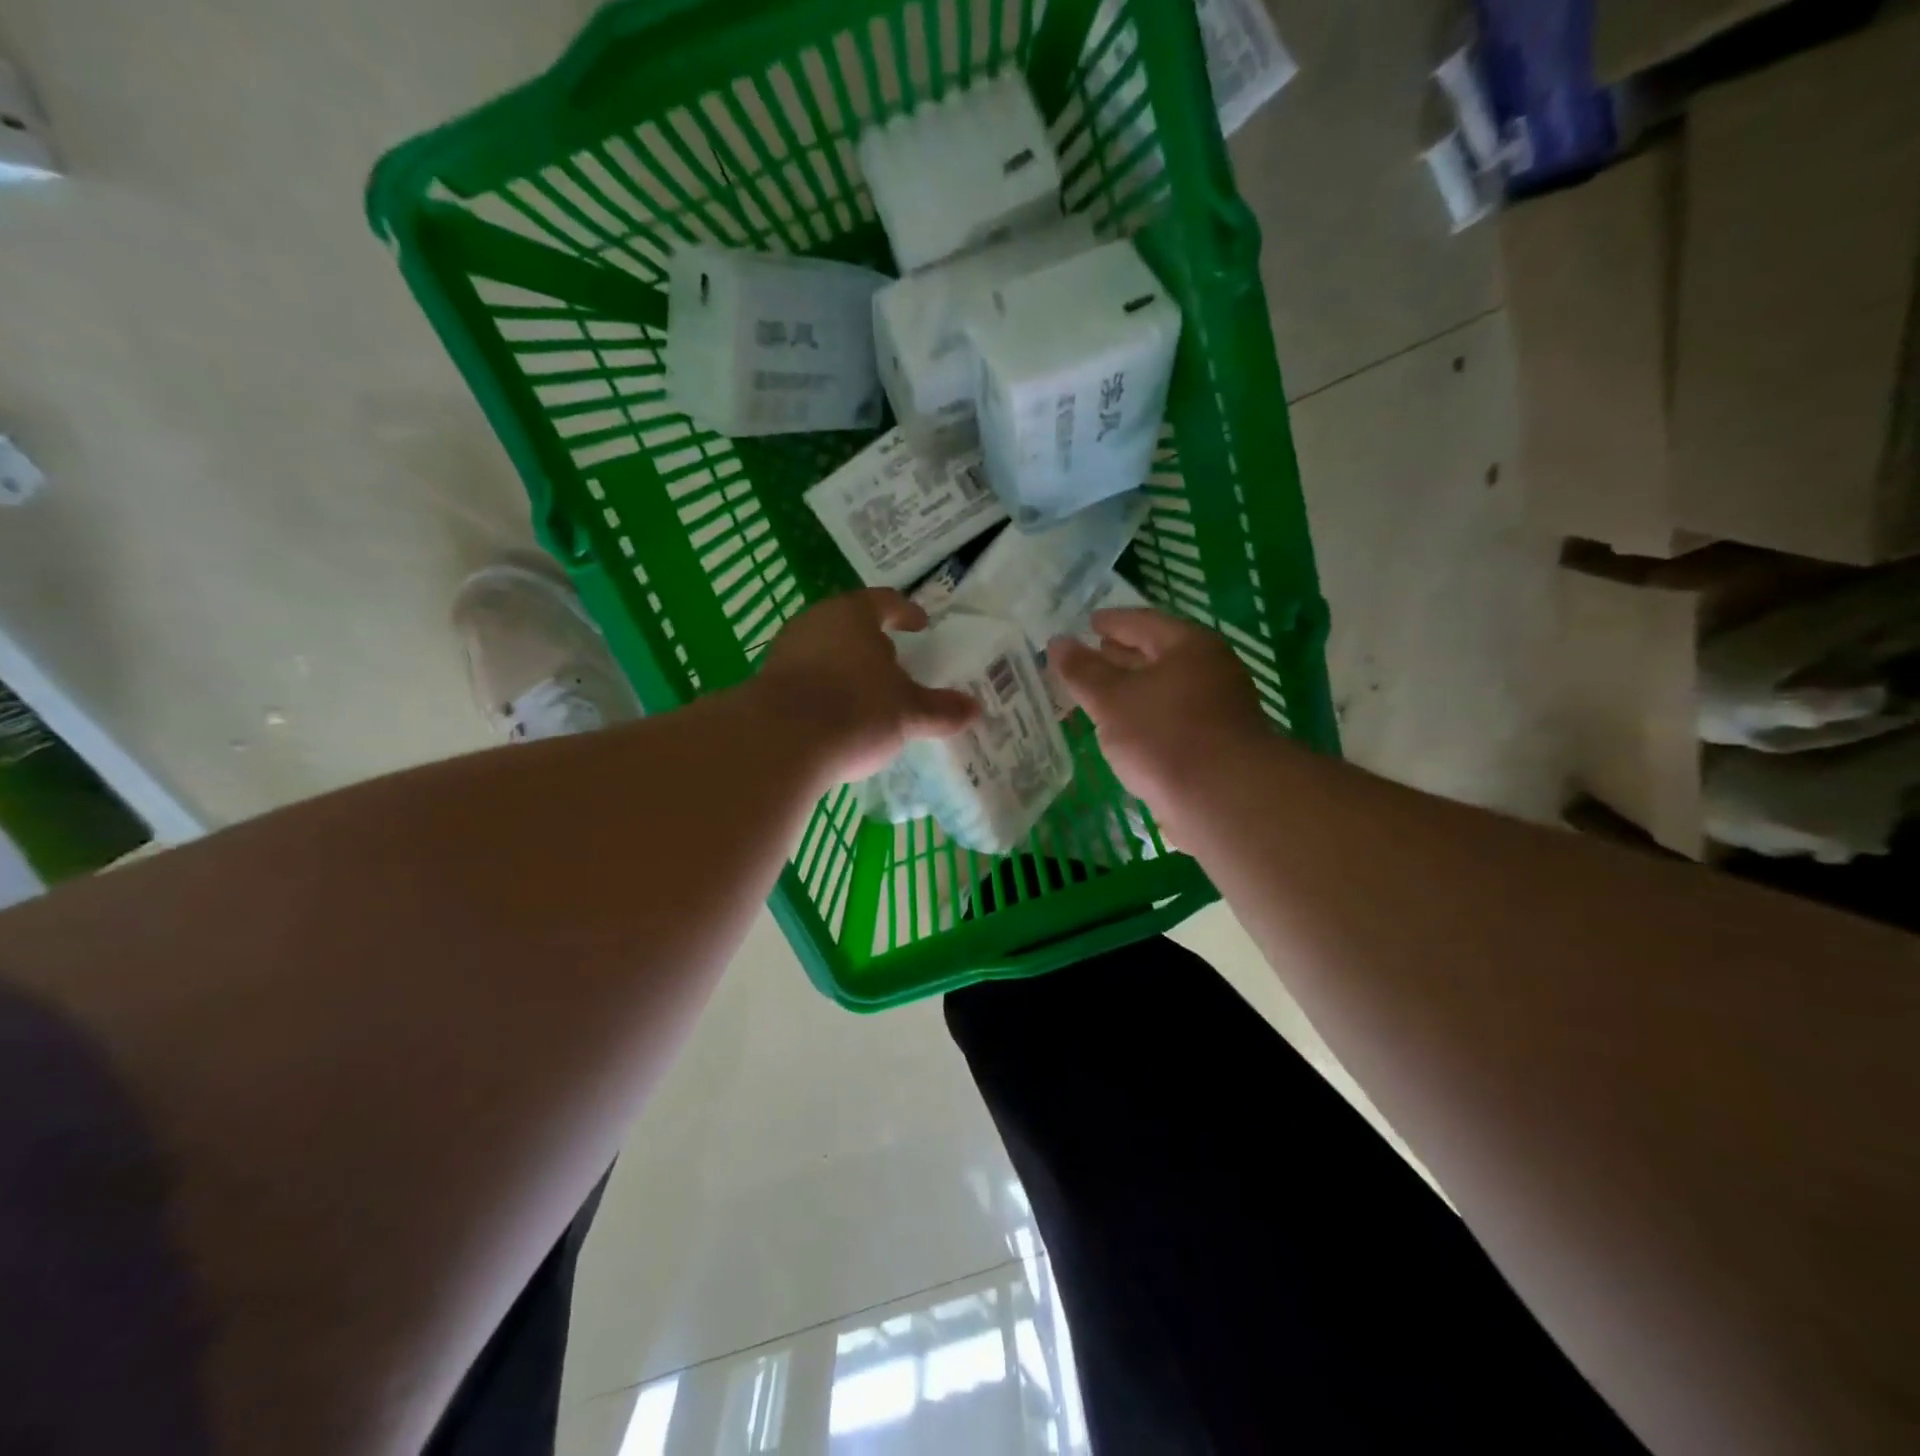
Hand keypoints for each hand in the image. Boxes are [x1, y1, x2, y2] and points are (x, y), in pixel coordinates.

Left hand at [756, 588, 980, 781]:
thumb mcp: (908, 713)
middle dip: (873, 643)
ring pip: (825, 651)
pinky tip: (835, 716)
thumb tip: (974, 709)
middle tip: (896, 662)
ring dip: (846, 667)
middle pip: (851, 625)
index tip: (920, 624)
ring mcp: (786, 651)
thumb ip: (941, 709)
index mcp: (853, 614)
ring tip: (867, 693)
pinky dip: (824, 691)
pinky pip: (806, 679)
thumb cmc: (855, 710)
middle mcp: (816, 622)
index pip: (885, 601)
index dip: (906, 611)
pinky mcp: (767, 683)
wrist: (779, 743)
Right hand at [1050, 608, 1272, 826]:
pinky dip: (1148, 716)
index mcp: (1189, 646)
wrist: (1224, 800)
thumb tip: (1057, 642)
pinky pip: (1173, 717)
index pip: (1143, 622)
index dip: (1112, 621)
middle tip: (1093, 654)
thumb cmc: (1164, 736)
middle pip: (1159, 654)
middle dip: (1123, 656)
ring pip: (1166, 689)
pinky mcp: (1218, 743)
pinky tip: (1127, 731)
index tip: (1089, 623)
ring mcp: (1219, 707)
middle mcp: (1211, 669)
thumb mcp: (1111, 700)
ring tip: (1102, 695)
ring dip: (1134, 689)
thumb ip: (1082, 671)